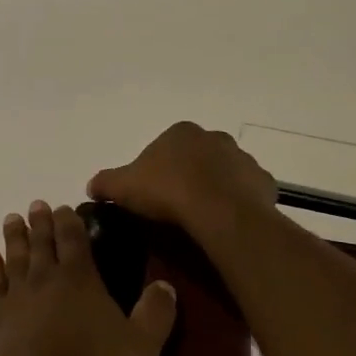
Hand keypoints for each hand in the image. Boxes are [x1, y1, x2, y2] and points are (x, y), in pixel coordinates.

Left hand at [0, 200, 178, 355]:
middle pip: (42, 242)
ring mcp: (17, 298)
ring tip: (11, 219)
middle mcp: (45, 279)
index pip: (74, 238)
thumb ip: (156, 313)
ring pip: (15, 257)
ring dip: (14, 236)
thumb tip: (167, 285)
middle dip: (41, 222)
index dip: (69, 220)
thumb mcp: (142, 346)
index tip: (63, 207)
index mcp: (80, 278)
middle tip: (36, 205)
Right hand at [86, 122, 277, 234]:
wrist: (218, 212)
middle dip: (187, 176)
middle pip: (196, 158)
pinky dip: (237, 204)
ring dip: (214, 189)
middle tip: (174, 207)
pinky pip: (246, 193)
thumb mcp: (122, 187)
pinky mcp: (263, 182)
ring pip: (224, 174)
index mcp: (181, 132)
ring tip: (200, 218)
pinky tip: (224, 222)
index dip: (155, 171)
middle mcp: (215, 138)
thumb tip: (92, 185)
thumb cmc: (167, 191)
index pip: (164, 148)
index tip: (151, 194)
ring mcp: (243, 159)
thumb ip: (105, 182)